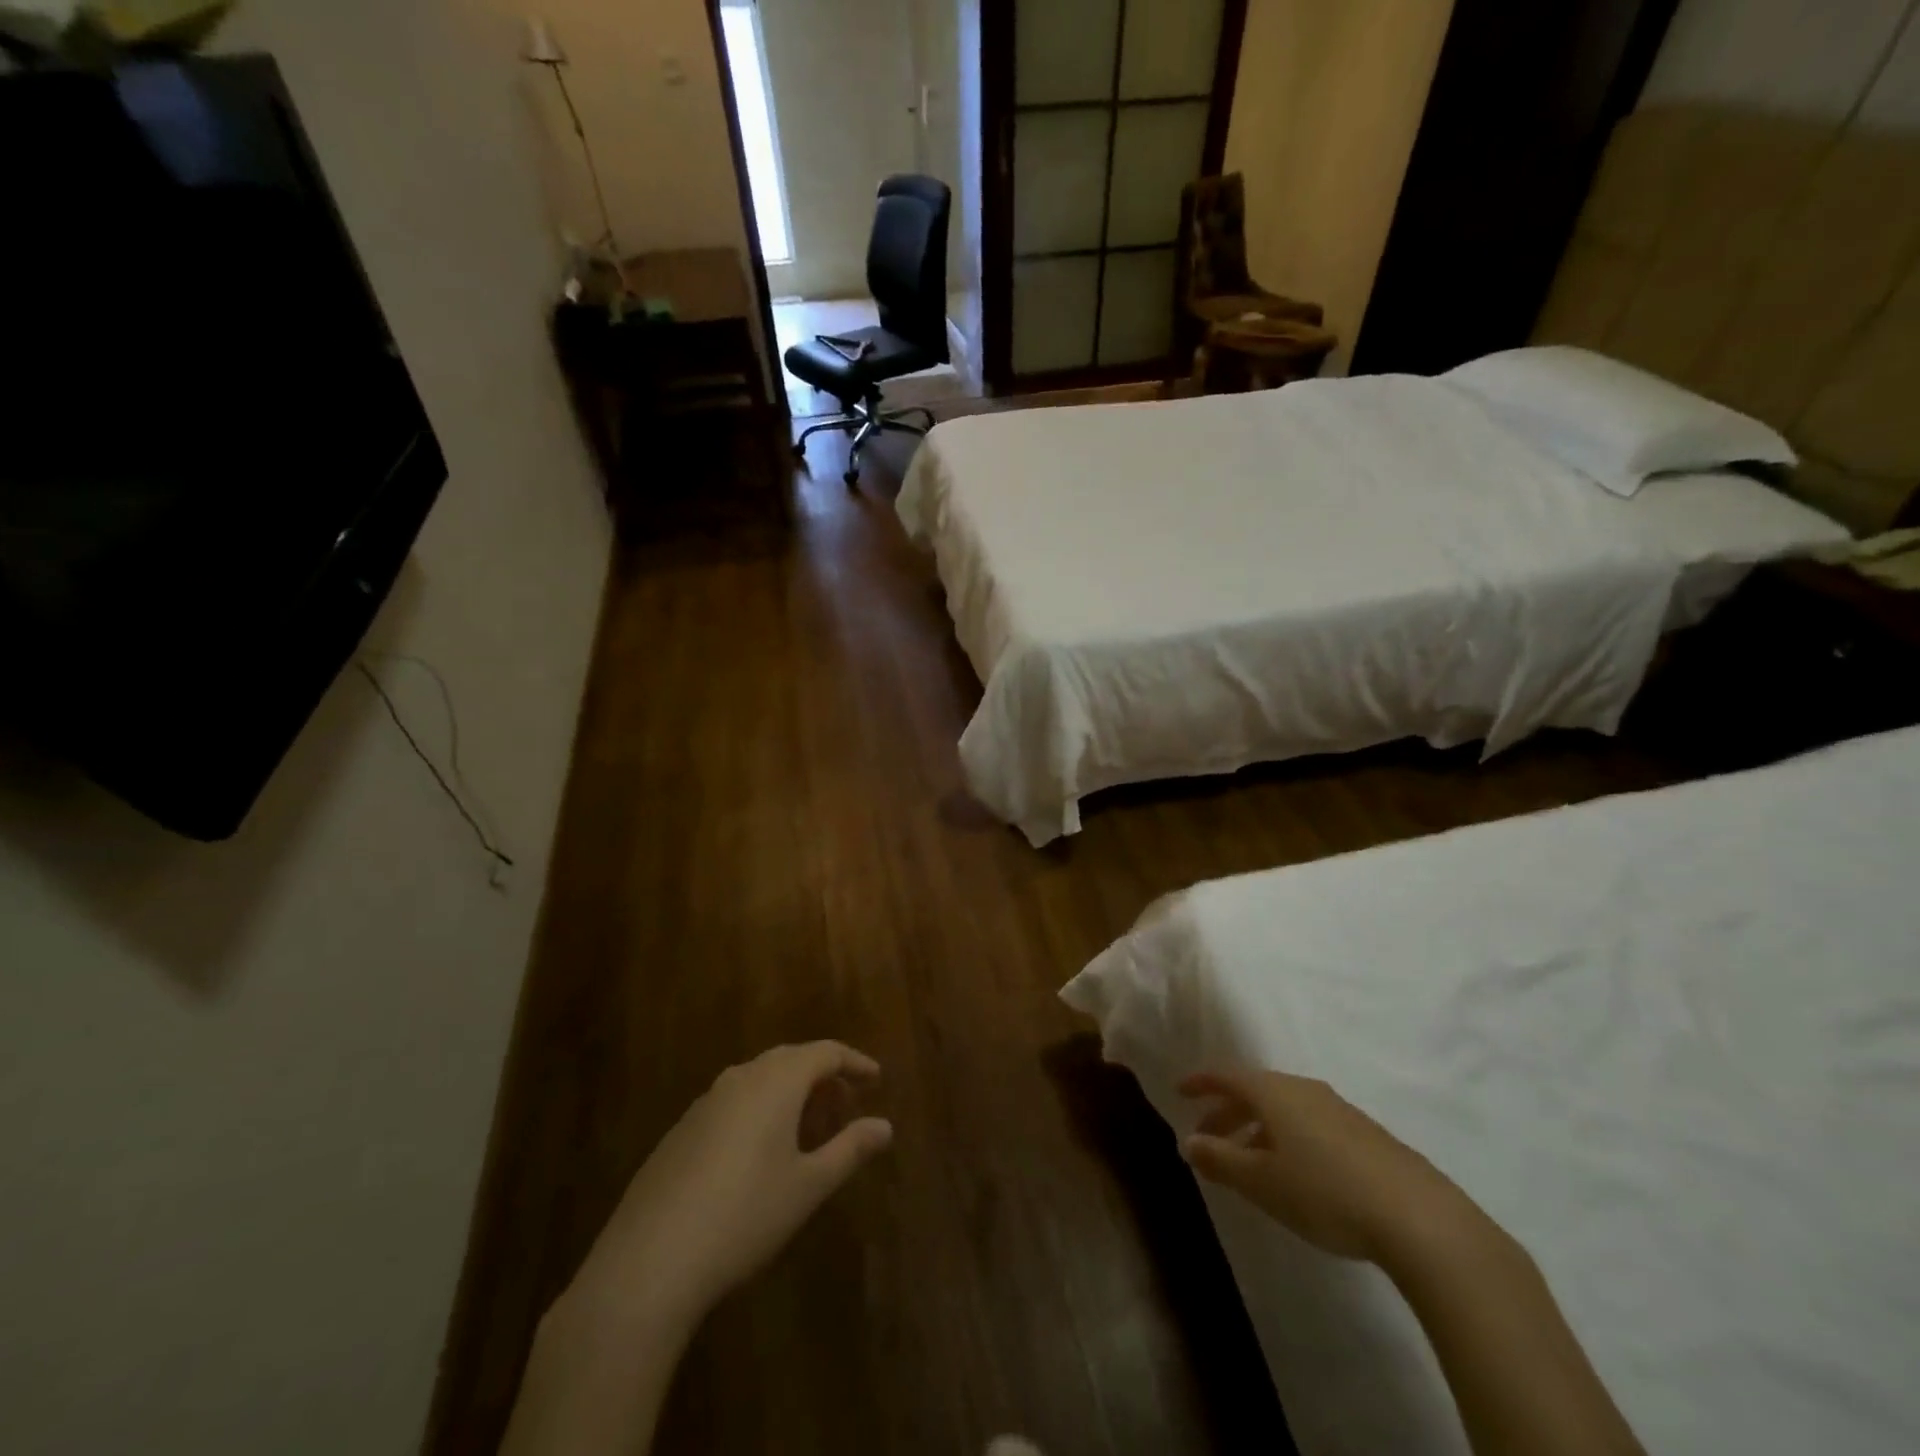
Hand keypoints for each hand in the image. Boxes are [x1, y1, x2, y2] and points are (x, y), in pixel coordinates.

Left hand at [567, 1042, 893, 1329]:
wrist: (648, 1262)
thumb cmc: (744, 1216)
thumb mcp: (808, 1186)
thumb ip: (850, 1149)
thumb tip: (885, 1126)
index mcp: (776, 1082)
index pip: (825, 1052)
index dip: (854, 1062)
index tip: (876, 1079)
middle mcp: (740, 1078)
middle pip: (790, 1059)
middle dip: (822, 1076)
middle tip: (845, 1105)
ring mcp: (704, 1103)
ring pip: (759, 1079)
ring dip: (789, 1093)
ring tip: (807, 1128)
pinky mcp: (680, 1131)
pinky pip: (732, 1102)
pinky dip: (759, 1110)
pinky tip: (759, 1153)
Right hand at [1178, 1068, 1463, 1263]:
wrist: (1419, 1218)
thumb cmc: (1325, 1192)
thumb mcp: (1262, 1182)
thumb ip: (1220, 1160)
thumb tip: (1188, 1142)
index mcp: (1274, 1092)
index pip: (1227, 1075)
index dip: (1201, 1082)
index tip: (1180, 1091)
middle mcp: (1304, 1090)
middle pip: (1254, 1091)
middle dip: (1226, 1113)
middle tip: (1206, 1139)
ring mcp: (1339, 1110)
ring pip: (1284, 1110)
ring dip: (1257, 1129)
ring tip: (1247, 1162)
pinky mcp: (1366, 1136)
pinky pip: (1310, 1125)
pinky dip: (1288, 1138)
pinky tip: (1295, 1173)